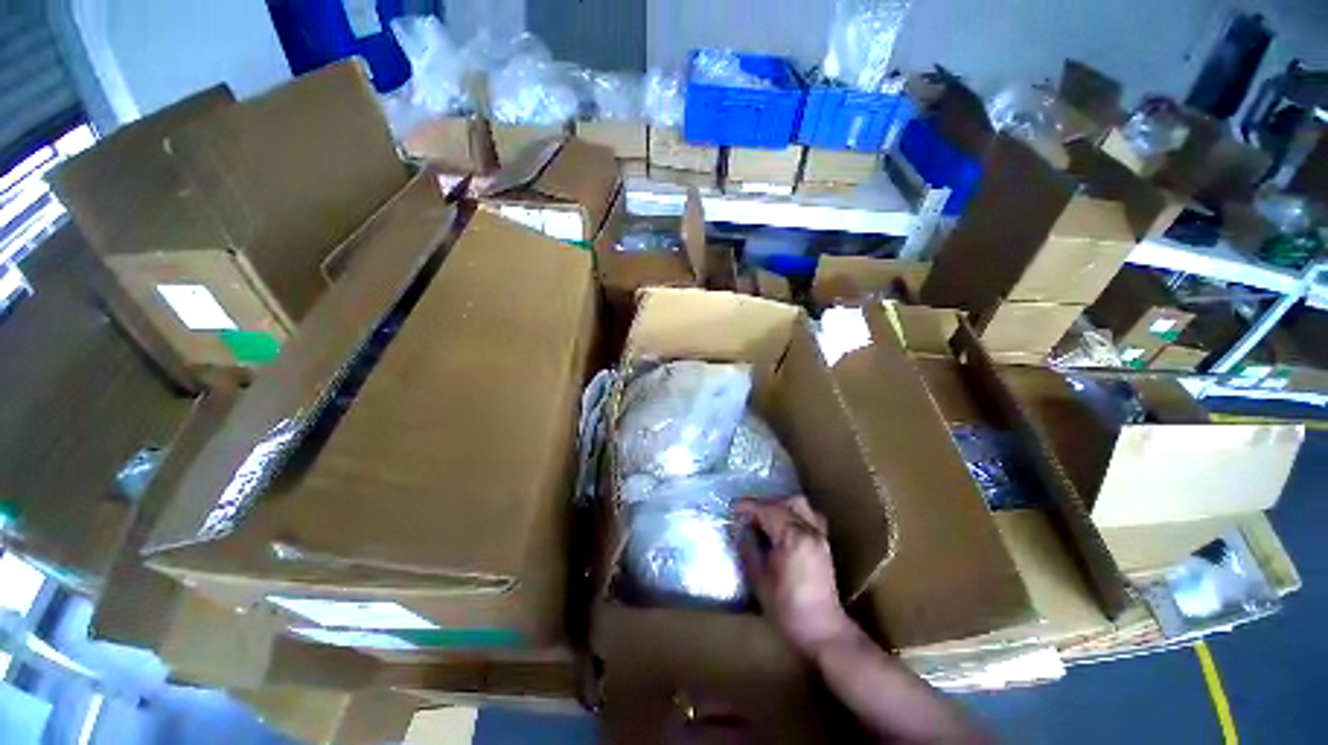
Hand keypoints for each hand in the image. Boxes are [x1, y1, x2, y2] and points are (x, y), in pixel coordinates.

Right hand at [736, 497, 854, 658]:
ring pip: (804, 508)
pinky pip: (811, 520)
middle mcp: (812, 531)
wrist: (819, 626)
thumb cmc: (784, 608)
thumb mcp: (759, 580)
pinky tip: (781, 532)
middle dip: (768, 503)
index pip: (770, 510)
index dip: (749, 506)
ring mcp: (822, 538)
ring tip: (763, 520)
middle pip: (791, 502)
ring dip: (783, 508)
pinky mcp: (825, 548)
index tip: (732, 508)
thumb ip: (749, 550)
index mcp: (794, 537)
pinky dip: (794, 517)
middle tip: (747, 514)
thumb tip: (741, 531)